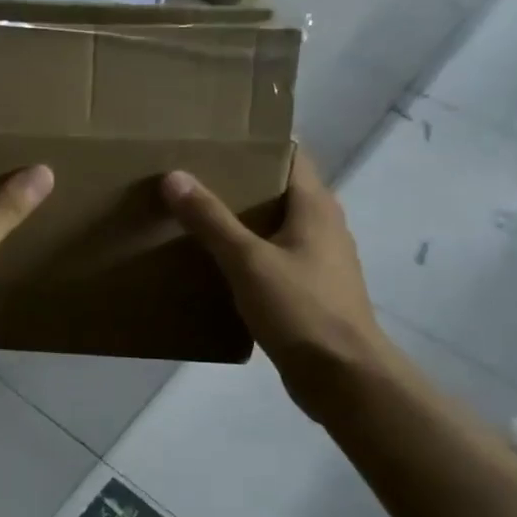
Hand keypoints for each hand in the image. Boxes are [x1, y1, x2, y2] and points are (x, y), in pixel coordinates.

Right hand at [162, 154, 390, 415]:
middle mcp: (323, 226)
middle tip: (192, 177)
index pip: (290, 155)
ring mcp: (319, 261)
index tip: (215, 140)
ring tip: (195, 217)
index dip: (256, 144)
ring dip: (242, 222)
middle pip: (279, 190)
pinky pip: (274, 259)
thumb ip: (210, 219)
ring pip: (275, 227)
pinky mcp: (310, 291)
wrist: (342, 376)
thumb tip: (173, 176)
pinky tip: (216, 265)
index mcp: (316, 206)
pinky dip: (248, 255)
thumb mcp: (247, 260)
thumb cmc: (300, 309)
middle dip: (239, 182)